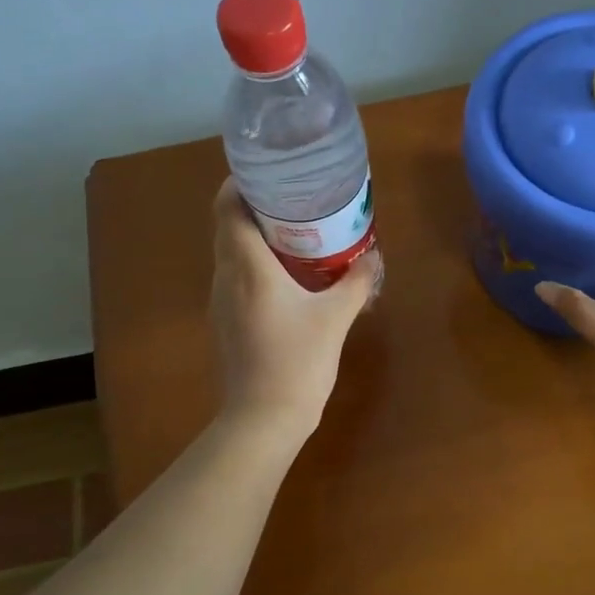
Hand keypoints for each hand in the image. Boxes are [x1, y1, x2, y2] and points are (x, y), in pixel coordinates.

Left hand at [210, 177, 381, 435]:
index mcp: (247, 268)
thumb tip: (374, 256)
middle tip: (294, 199)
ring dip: (255, 236)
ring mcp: (220, 302)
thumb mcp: (336, 319)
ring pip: (230, 253)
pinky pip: (235, 277)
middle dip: (254, 206)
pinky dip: (255, 264)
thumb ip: (356, 282)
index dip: (240, 184)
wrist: (263, 419)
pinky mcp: (225, 322)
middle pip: (227, 226)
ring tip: (294, 232)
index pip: (228, 208)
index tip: (268, 174)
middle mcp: (226, 278)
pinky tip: (286, 276)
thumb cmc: (298, 362)